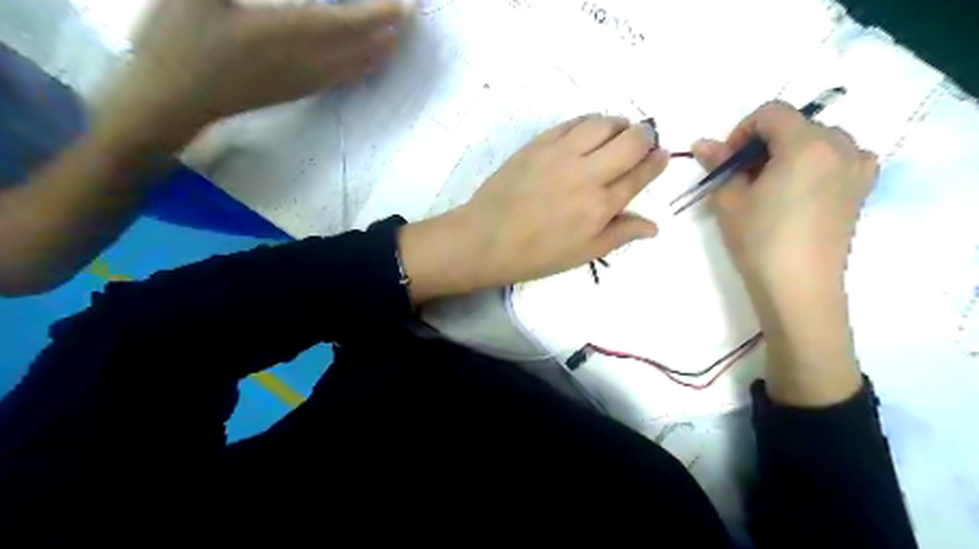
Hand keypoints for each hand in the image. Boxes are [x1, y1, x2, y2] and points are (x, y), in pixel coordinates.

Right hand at [101, 0, 411, 138]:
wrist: (175, 102)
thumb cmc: (178, 42)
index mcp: (289, 33)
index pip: (348, 23)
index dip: (379, 14)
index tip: (406, 7)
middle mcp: (308, 61)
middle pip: (359, 47)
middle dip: (388, 31)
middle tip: (411, 18)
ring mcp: (306, 81)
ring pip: (354, 66)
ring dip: (379, 51)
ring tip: (398, 38)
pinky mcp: (298, 92)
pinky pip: (341, 80)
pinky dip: (361, 68)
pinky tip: (369, 64)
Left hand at [402, 113, 670, 301]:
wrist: (486, 239)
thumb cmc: (536, 254)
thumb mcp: (583, 253)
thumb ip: (620, 234)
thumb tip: (654, 227)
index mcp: (600, 205)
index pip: (640, 174)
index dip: (657, 162)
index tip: (661, 155)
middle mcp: (586, 173)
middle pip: (630, 140)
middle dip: (645, 137)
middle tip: (642, 141)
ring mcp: (561, 153)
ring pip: (603, 123)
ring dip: (618, 124)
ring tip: (617, 133)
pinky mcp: (538, 143)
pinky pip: (572, 122)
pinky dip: (589, 122)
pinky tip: (589, 130)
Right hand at [697, 101, 880, 404]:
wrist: (799, 287)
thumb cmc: (760, 240)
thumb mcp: (730, 201)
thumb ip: (718, 164)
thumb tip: (702, 142)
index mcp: (807, 144)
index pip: (771, 113)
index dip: (742, 130)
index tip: (728, 160)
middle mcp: (841, 146)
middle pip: (797, 125)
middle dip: (765, 143)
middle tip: (745, 176)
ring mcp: (858, 167)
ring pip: (819, 140)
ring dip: (791, 152)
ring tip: (771, 186)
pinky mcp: (863, 189)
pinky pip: (842, 158)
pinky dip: (818, 163)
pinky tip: (802, 190)